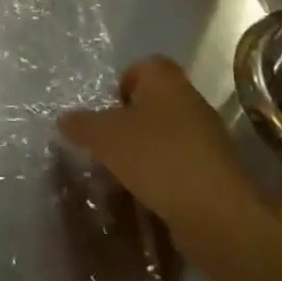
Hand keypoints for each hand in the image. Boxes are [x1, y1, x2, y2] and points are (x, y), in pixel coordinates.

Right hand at [57, 56, 263, 256]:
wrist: (216, 214)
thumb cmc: (156, 158)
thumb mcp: (103, 137)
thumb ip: (81, 124)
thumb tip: (65, 120)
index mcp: (166, 80)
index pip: (142, 66)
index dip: (120, 84)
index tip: (105, 111)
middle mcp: (191, 101)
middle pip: (153, 102)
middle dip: (128, 121)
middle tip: (106, 144)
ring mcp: (208, 137)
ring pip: (166, 134)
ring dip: (145, 150)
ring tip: (122, 173)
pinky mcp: (216, 171)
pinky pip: (180, 164)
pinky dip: (163, 175)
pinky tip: (147, 194)